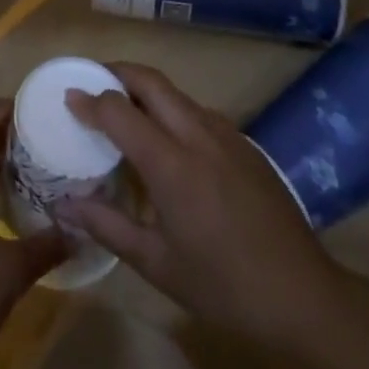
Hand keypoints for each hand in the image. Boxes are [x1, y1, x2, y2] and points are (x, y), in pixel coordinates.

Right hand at [58, 62, 348, 338]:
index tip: (69, 98)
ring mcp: (226, 135)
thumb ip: (106, 226)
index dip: (90, 100)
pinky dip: (171, 109)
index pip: (119, 110)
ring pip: (176, 93)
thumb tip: (63, 205)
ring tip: (124, 111)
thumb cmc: (223, 286)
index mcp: (171, 164)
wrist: (304, 296)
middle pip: (150, 81)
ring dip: (145, 89)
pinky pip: (198, 111)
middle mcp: (197, 135)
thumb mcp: (157, 264)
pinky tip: (168, 142)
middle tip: (92, 85)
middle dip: (116, 72)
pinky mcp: (245, 144)